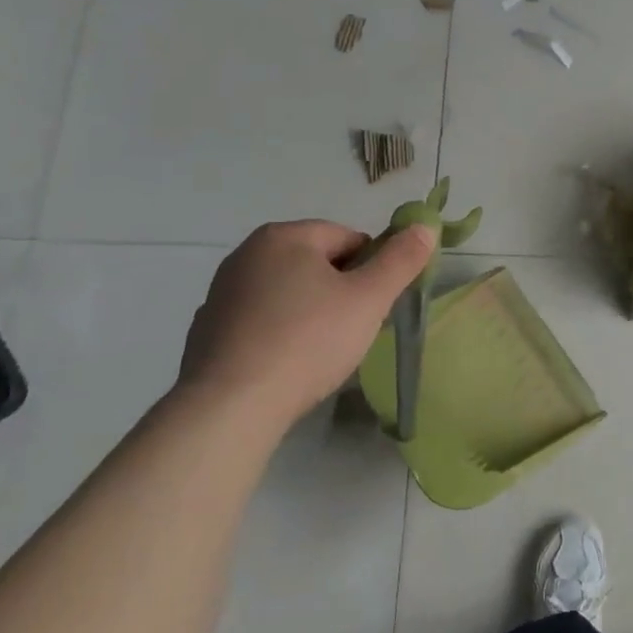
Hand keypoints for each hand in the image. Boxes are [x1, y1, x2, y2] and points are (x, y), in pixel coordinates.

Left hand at [176, 219, 434, 425]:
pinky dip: (279, 334)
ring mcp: (221, 292)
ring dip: (311, 313)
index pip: (350, 238)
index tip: (374, 307)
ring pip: (289, 293)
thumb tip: (425, 225)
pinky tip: (287, 365)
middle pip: (317, 263)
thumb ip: (401, 260)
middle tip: (353, 330)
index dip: (372, 271)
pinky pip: (261, 321)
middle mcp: (246, 253)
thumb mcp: (369, 299)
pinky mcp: (207, 329)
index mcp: (284, 236)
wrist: (230, 406)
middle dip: (342, 292)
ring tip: (321, 352)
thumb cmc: (308, 341)